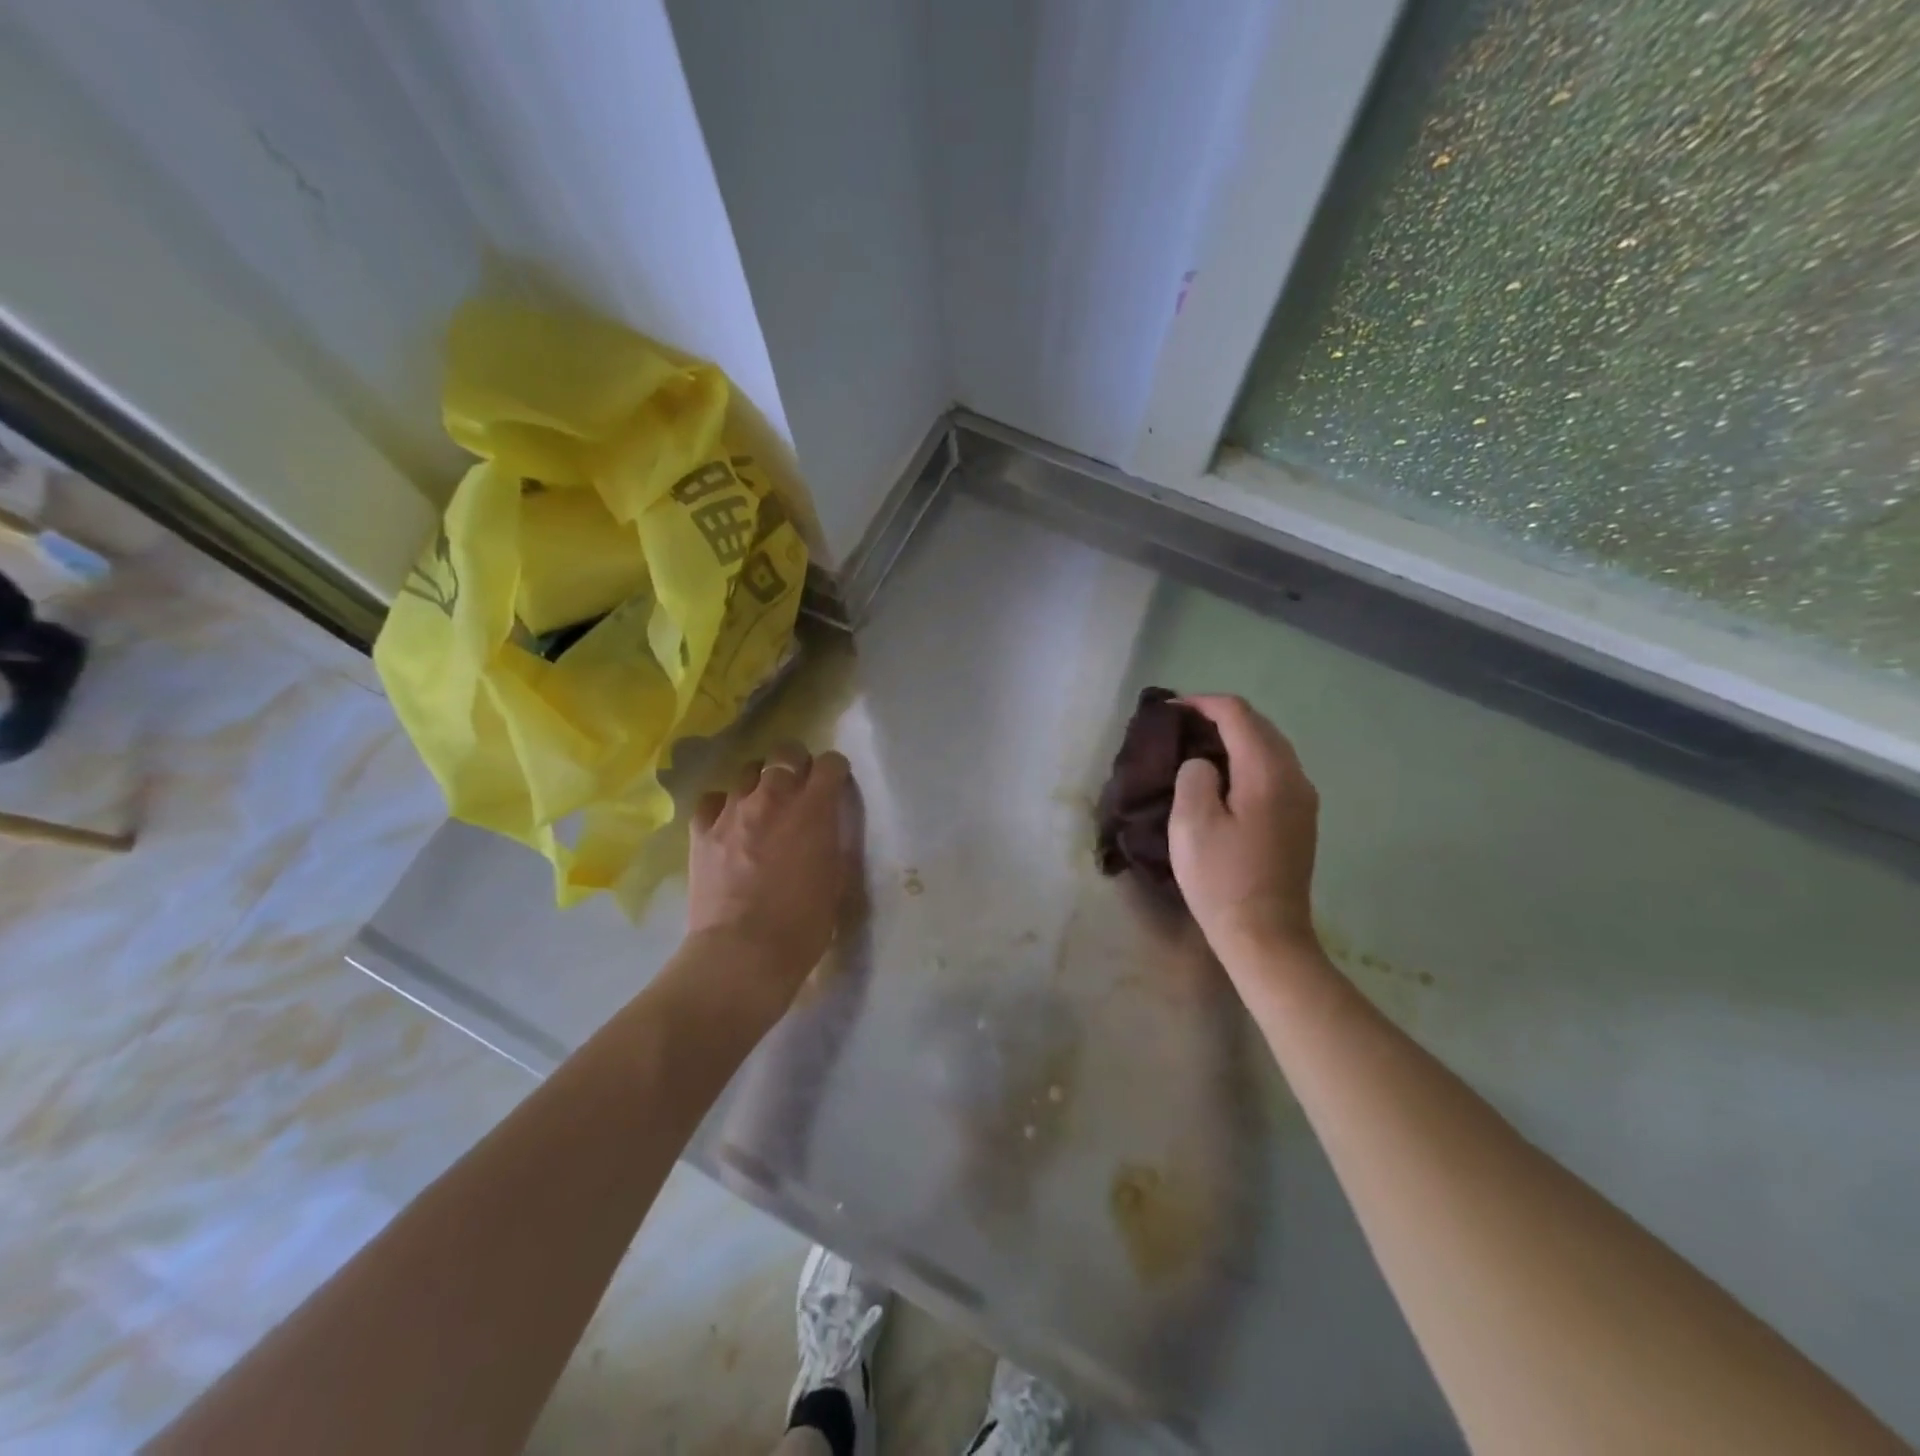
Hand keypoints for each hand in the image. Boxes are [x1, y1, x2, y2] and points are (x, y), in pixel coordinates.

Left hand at [688, 743, 853, 998]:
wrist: (743, 953)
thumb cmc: (802, 924)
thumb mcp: (835, 879)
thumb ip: (831, 840)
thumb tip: (825, 826)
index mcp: (813, 809)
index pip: (830, 764)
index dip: (835, 770)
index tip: (836, 784)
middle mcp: (773, 798)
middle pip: (785, 753)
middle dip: (796, 763)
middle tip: (799, 787)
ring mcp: (732, 811)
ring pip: (747, 771)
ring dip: (760, 783)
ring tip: (762, 806)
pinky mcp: (701, 830)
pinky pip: (712, 800)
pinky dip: (723, 806)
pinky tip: (728, 824)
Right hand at [1168, 695, 1322, 966]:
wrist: (1265, 935)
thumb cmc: (1221, 880)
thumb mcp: (1191, 824)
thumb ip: (1194, 777)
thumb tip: (1204, 764)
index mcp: (1267, 773)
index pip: (1238, 715)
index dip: (1203, 703)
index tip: (1170, 709)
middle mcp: (1294, 777)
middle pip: (1260, 726)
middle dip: (1220, 716)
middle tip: (1181, 725)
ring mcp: (1303, 799)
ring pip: (1270, 747)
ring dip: (1236, 737)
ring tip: (1198, 746)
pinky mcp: (1300, 818)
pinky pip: (1275, 769)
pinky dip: (1248, 759)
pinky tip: (1224, 776)